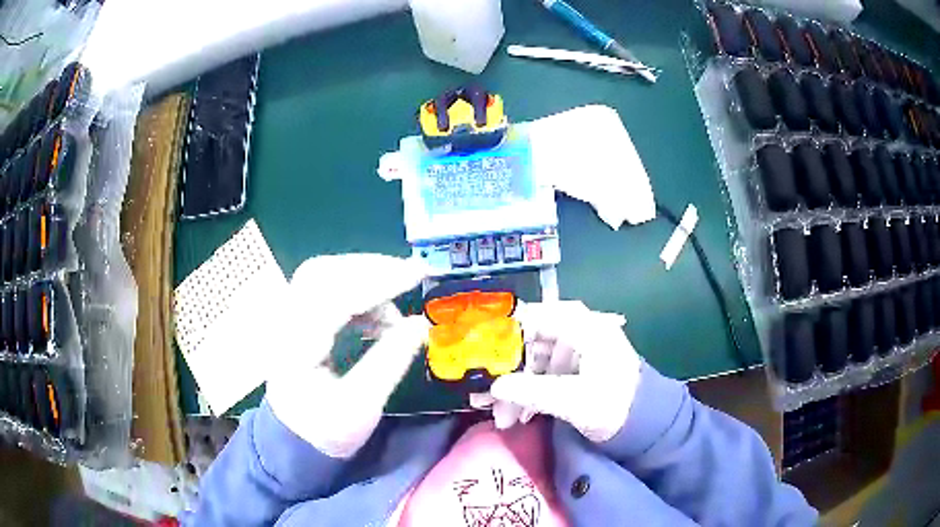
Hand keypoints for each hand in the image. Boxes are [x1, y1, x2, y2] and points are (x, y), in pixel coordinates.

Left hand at [265, 254, 428, 458]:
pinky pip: (326, 289)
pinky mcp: (298, 319)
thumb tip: (421, 323)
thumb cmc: (326, 429)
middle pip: (323, 272)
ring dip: (364, 279)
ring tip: (395, 307)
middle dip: (370, 268)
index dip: (377, 281)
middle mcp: (286, 323)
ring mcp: (288, 318)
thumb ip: (390, 362)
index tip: (416, 274)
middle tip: (409, 276)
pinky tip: (377, 316)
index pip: (334, 296)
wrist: (293, 440)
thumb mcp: (361, 406)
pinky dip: (357, 292)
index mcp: (296, 346)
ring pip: (324, 275)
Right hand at [472, 301, 641, 442]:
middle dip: (506, 374)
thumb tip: (493, 388)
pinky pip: (543, 375)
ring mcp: (574, 351)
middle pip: (529, 343)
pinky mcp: (573, 369)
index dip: (502, 337)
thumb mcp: (574, 400)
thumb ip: (532, 392)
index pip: (532, 318)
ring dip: (515, 389)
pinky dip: (529, 393)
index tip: (479, 360)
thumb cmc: (616, 405)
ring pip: (533, 363)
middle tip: (485, 399)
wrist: (646, 423)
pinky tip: (518, 415)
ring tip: (501, 417)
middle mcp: (575, 331)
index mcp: (581, 326)